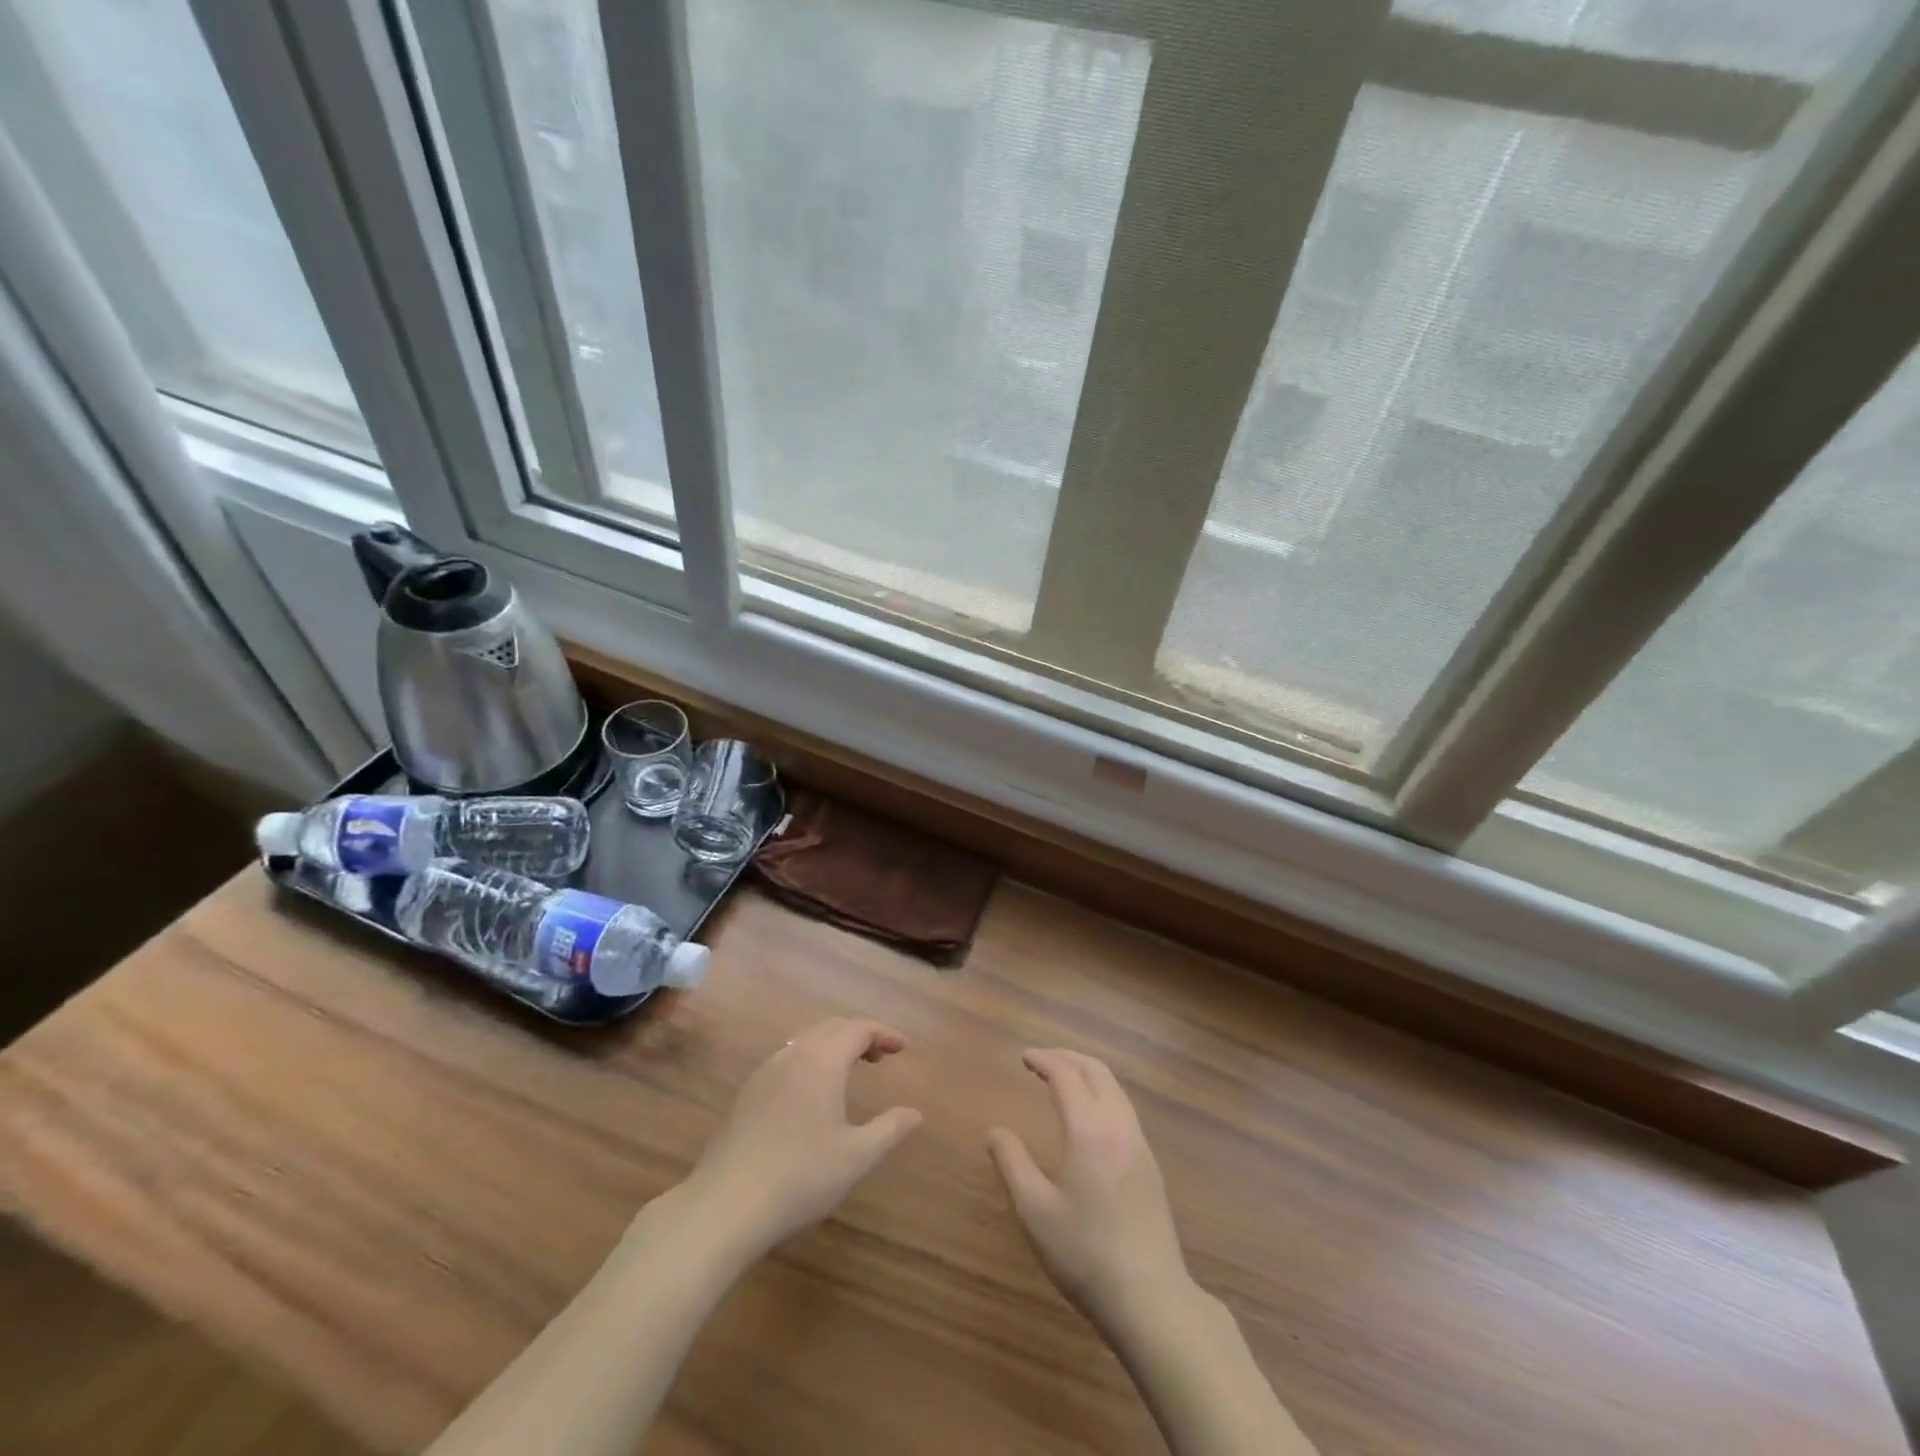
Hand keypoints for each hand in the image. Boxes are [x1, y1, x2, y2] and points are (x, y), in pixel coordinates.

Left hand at [679, 1018, 922, 1259]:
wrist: (725, 1205)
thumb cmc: (800, 1177)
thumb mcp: (856, 1157)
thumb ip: (890, 1129)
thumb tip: (915, 1113)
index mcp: (822, 1061)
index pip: (858, 1028)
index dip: (883, 1032)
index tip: (902, 1048)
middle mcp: (793, 1055)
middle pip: (831, 1027)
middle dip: (859, 1035)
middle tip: (880, 1056)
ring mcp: (765, 1072)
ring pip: (806, 1040)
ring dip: (832, 1046)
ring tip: (849, 1071)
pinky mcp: (747, 1093)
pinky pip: (787, 1059)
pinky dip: (810, 1060)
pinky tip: (812, 1094)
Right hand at [988, 1049, 1190, 1332]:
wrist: (1152, 1300)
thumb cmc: (1086, 1255)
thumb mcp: (1035, 1212)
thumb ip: (1013, 1163)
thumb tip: (995, 1131)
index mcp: (1090, 1130)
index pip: (1066, 1076)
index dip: (1044, 1060)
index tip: (1024, 1057)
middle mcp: (1119, 1127)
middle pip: (1097, 1072)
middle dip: (1068, 1057)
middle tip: (1042, 1060)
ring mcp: (1140, 1145)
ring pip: (1115, 1089)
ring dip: (1088, 1074)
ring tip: (1063, 1080)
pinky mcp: (1150, 1166)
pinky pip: (1124, 1109)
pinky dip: (1102, 1094)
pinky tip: (1090, 1116)